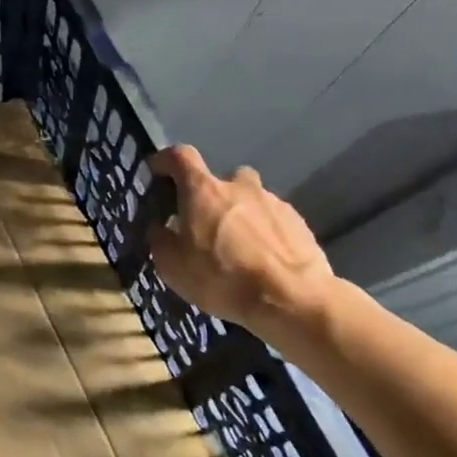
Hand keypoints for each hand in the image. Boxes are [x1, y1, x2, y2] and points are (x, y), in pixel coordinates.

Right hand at [146, 145, 337, 343]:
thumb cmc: (222, 278)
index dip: (166, 160)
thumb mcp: (172, 267)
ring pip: (249, 200)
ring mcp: (273, 202)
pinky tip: (263, 260)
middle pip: (220, 179)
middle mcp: (239, 186)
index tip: (158, 171)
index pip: (180, 156)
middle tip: (205, 224)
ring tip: (238, 248)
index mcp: (203, 191)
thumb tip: (160, 227)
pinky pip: (272, 219)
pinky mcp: (298, 222)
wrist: (292, 299)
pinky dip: (263, 232)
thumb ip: (161, 239)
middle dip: (211, 196)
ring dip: (240, 215)